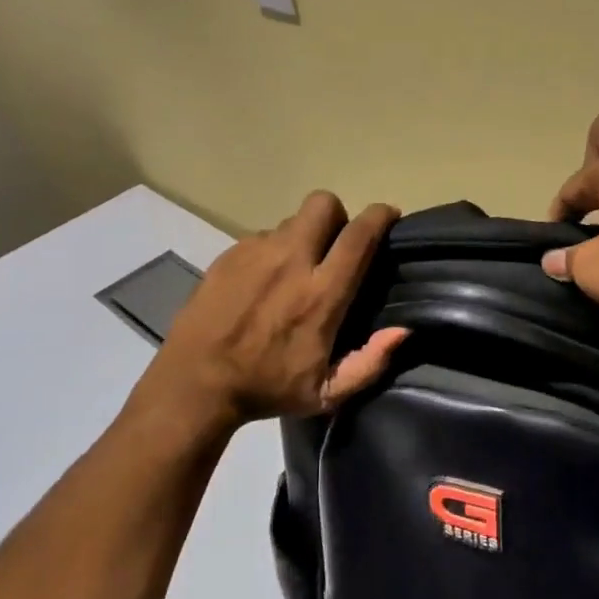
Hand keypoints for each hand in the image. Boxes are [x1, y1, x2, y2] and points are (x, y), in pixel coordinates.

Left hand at [144, 192, 408, 428]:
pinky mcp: (229, 254)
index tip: (389, 215)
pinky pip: (262, 236)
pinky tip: (262, 281)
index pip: (359, 236)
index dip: (380, 216)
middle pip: (324, 204)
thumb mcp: (327, 394)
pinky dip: (272, 251)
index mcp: (321, 293)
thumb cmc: (267, 388)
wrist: (196, 383)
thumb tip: (402, 331)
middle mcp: (291, 260)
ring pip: (292, 220)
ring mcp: (256, 252)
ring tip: (293, 269)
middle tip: (336, 244)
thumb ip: (370, 363)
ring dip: (303, 236)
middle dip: (339, 215)